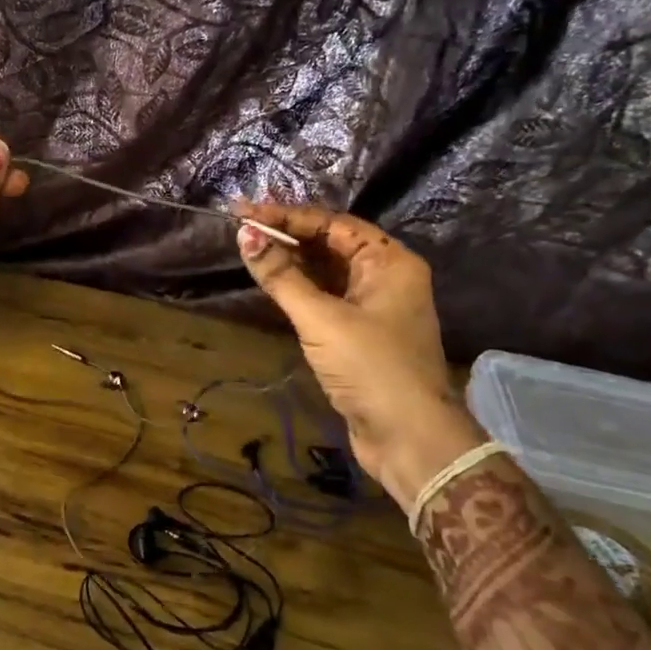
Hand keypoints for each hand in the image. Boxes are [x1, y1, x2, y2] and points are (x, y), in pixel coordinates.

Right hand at [232, 202, 486, 506]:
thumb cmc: (370, 367)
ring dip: (291, 261)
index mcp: (389, 261)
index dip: (286, 216)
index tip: (244, 212)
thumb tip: (245, 236)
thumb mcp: (321, 319)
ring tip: (249, 249)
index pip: (332, 224)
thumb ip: (282, 276)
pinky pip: (326, 297)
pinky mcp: (361, 333)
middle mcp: (386, 276)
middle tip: (242, 228)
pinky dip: (300, 288)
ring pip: (327, 271)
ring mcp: (374, 306)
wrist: (408, 437)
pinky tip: (272, 281)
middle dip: (287, 235)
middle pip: (331, 244)